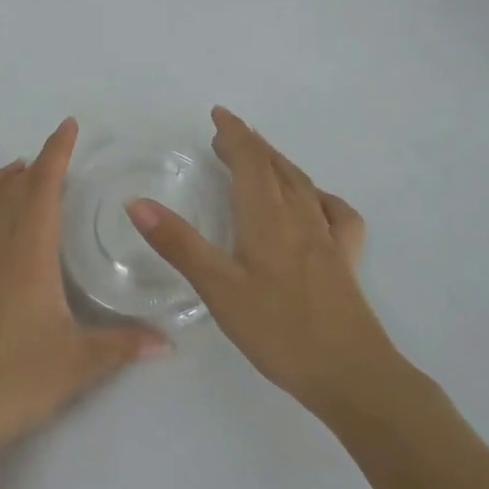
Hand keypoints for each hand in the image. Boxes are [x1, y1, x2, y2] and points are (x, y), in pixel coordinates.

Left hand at [0, 118, 167, 473]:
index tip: (67, 127)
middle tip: (50, 161)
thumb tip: (168, 342)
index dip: (55, 153)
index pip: (42, 188)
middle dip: (32, 167)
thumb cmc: (15, 380)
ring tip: (11, 172)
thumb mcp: (78, 363)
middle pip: (9, 190)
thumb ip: (124, 345)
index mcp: (26, 253)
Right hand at [127, 107, 393, 422]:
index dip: (233, 134)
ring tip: (262, 156)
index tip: (218, 114)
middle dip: (251, 145)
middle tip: (227, 134)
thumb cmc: (279, 330)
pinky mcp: (346, 261)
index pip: (250, 161)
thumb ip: (178, 244)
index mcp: (267, 218)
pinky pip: (336, 213)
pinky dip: (321, 196)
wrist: (351, 374)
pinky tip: (317, 202)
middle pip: (276, 167)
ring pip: (302, 184)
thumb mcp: (218, 289)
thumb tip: (137, 202)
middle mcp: (300, 217)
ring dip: (278, 162)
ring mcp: (328, 238)